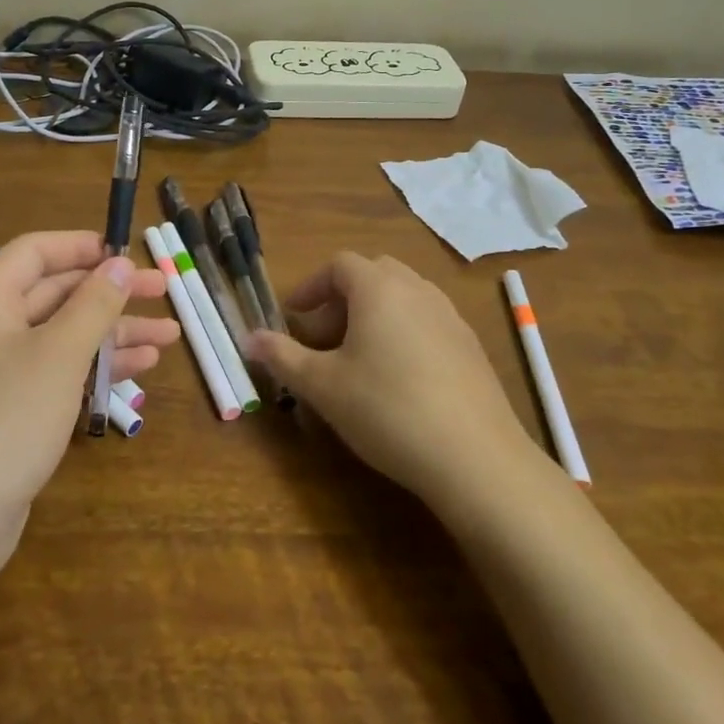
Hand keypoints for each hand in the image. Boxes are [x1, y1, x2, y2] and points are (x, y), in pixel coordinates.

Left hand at [0, 231, 176, 529]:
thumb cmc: (8, 417)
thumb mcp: (60, 352)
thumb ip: (94, 303)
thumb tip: (120, 263)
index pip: (36, 252)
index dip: (83, 247)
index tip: (128, 254)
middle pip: (56, 293)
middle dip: (111, 294)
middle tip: (164, 292)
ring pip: (63, 335)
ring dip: (114, 333)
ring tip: (169, 338)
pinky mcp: (9, 408)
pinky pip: (57, 370)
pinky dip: (95, 366)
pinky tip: (140, 370)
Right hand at [246, 252, 536, 514]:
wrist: (475, 458)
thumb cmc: (386, 409)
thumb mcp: (322, 386)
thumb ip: (282, 357)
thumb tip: (248, 338)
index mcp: (379, 288)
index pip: (339, 265)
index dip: (311, 286)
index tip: (294, 317)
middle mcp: (417, 290)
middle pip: (373, 275)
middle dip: (342, 299)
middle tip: (323, 337)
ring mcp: (450, 317)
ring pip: (403, 298)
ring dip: (373, 315)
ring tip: (357, 359)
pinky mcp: (471, 347)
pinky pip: (427, 322)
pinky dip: (403, 334)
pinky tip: (398, 380)